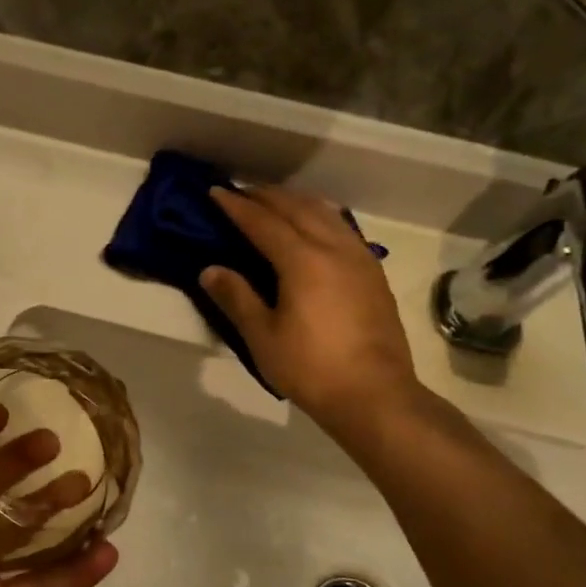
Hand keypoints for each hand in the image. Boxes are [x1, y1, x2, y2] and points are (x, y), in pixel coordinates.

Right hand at [201, 185, 417, 428]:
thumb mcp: (263, 337)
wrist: (375, 395)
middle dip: (266, 196)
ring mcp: (359, 258)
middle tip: (241, 192)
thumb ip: (236, 298)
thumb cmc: (311, 368)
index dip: (237, 206)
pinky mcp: (373, 273)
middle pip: (296, 207)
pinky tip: (316, 224)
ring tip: (275, 201)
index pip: (263, 221)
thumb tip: (210, 269)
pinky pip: (343, 227)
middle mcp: (333, 248)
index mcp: (302, 260)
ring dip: (296, 201)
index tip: (216, 191)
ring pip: (325, 213)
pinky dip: (321, 215)